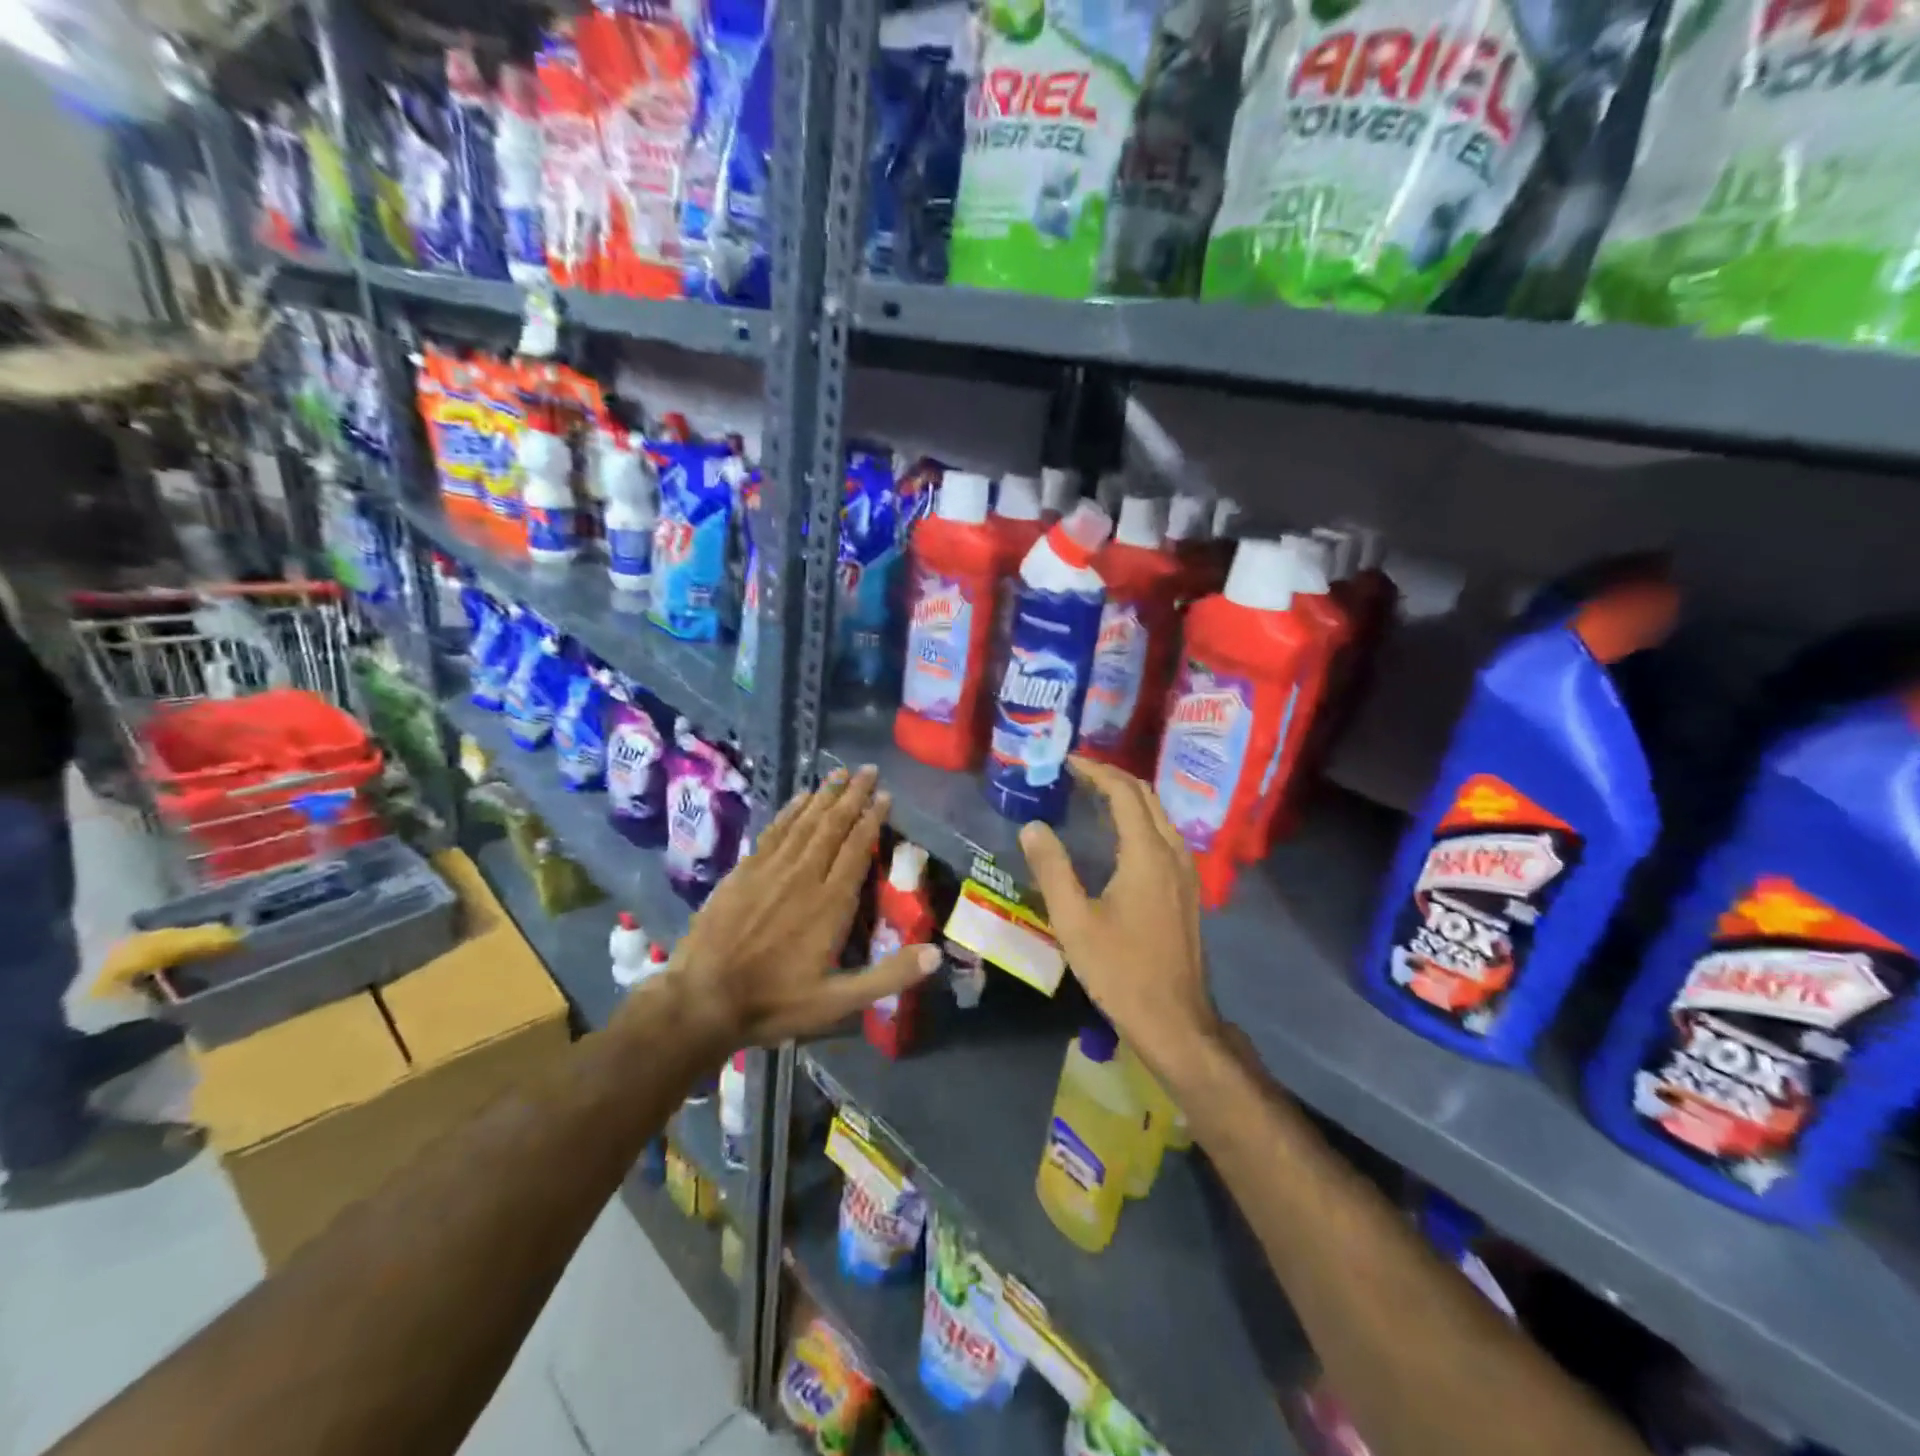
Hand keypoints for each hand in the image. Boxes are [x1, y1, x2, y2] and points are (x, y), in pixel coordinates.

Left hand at [664, 765, 937, 1047]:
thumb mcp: (837, 1002)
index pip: (856, 849)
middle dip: (852, 795)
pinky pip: (773, 831)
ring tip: (840, 773)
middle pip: (832, 825)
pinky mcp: (743, 872)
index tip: (885, 795)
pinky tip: (799, 798)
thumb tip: (935, 954)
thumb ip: (887, 977)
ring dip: (824, 795)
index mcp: (830, 903)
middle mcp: (803, 876)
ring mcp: (770, 870)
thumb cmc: (775, 1002)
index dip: (872, 819)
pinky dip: (790, 811)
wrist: (702, 999)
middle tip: (868, 770)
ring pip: (803, 822)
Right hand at [1018, 757, 1221, 1079]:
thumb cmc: (1120, 970)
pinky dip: (1138, 820)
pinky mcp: (1187, 888)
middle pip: (1145, 796)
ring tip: (1090, 797)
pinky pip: (1163, 835)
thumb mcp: (1074, 921)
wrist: (1174, 1018)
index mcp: (1147, 853)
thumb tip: (1033, 826)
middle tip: (1074, 774)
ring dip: (1126, 797)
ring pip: (1158, 814)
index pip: (1123, 792)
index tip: (1066, 761)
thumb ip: (1052, 868)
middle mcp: (1173, 852)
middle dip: (1111, 778)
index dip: (1095, 771)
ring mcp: (1185, 871)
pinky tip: (1115, 836)